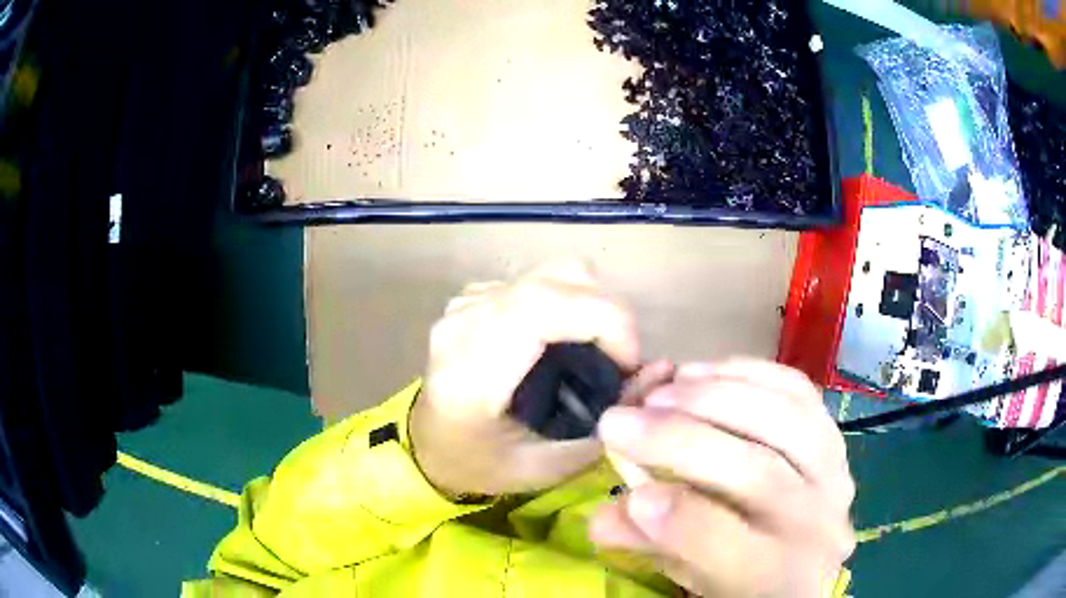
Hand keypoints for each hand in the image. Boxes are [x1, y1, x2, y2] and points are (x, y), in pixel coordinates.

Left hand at [411, 261, 671, 497]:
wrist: (428, 447)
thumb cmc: (481, 466)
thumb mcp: (548, 465)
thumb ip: (606, 425)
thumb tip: (662, 370)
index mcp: (471, 371)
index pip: (544, 308)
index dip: (606, 320)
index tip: (628, 364)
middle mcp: (465, 322)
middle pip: (557, 277)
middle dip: (609, 312)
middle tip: (620, 361)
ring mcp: (467, 302)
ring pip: (553, 272)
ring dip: (591, 305)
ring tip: (597, 353)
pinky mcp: (476, 296)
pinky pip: (538, 280)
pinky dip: (568, 302)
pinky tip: (563, 343)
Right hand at [591, 360, 855, 597]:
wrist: (805, 555)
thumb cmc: (742, 576)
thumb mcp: (691, 576)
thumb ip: (650, 546)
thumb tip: (605, 516)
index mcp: (779, 579)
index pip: (734, 550)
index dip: (680, 520)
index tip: (630, 494)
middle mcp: (820, 525)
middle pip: (759, 475)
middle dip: (681, 442)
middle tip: (620, 420)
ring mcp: (834, 472)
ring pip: (784, 421)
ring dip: (715, 396)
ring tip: (661, 390)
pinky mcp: (834, 433)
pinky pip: (798, 391)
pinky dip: (748, 373)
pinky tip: (703, 372)